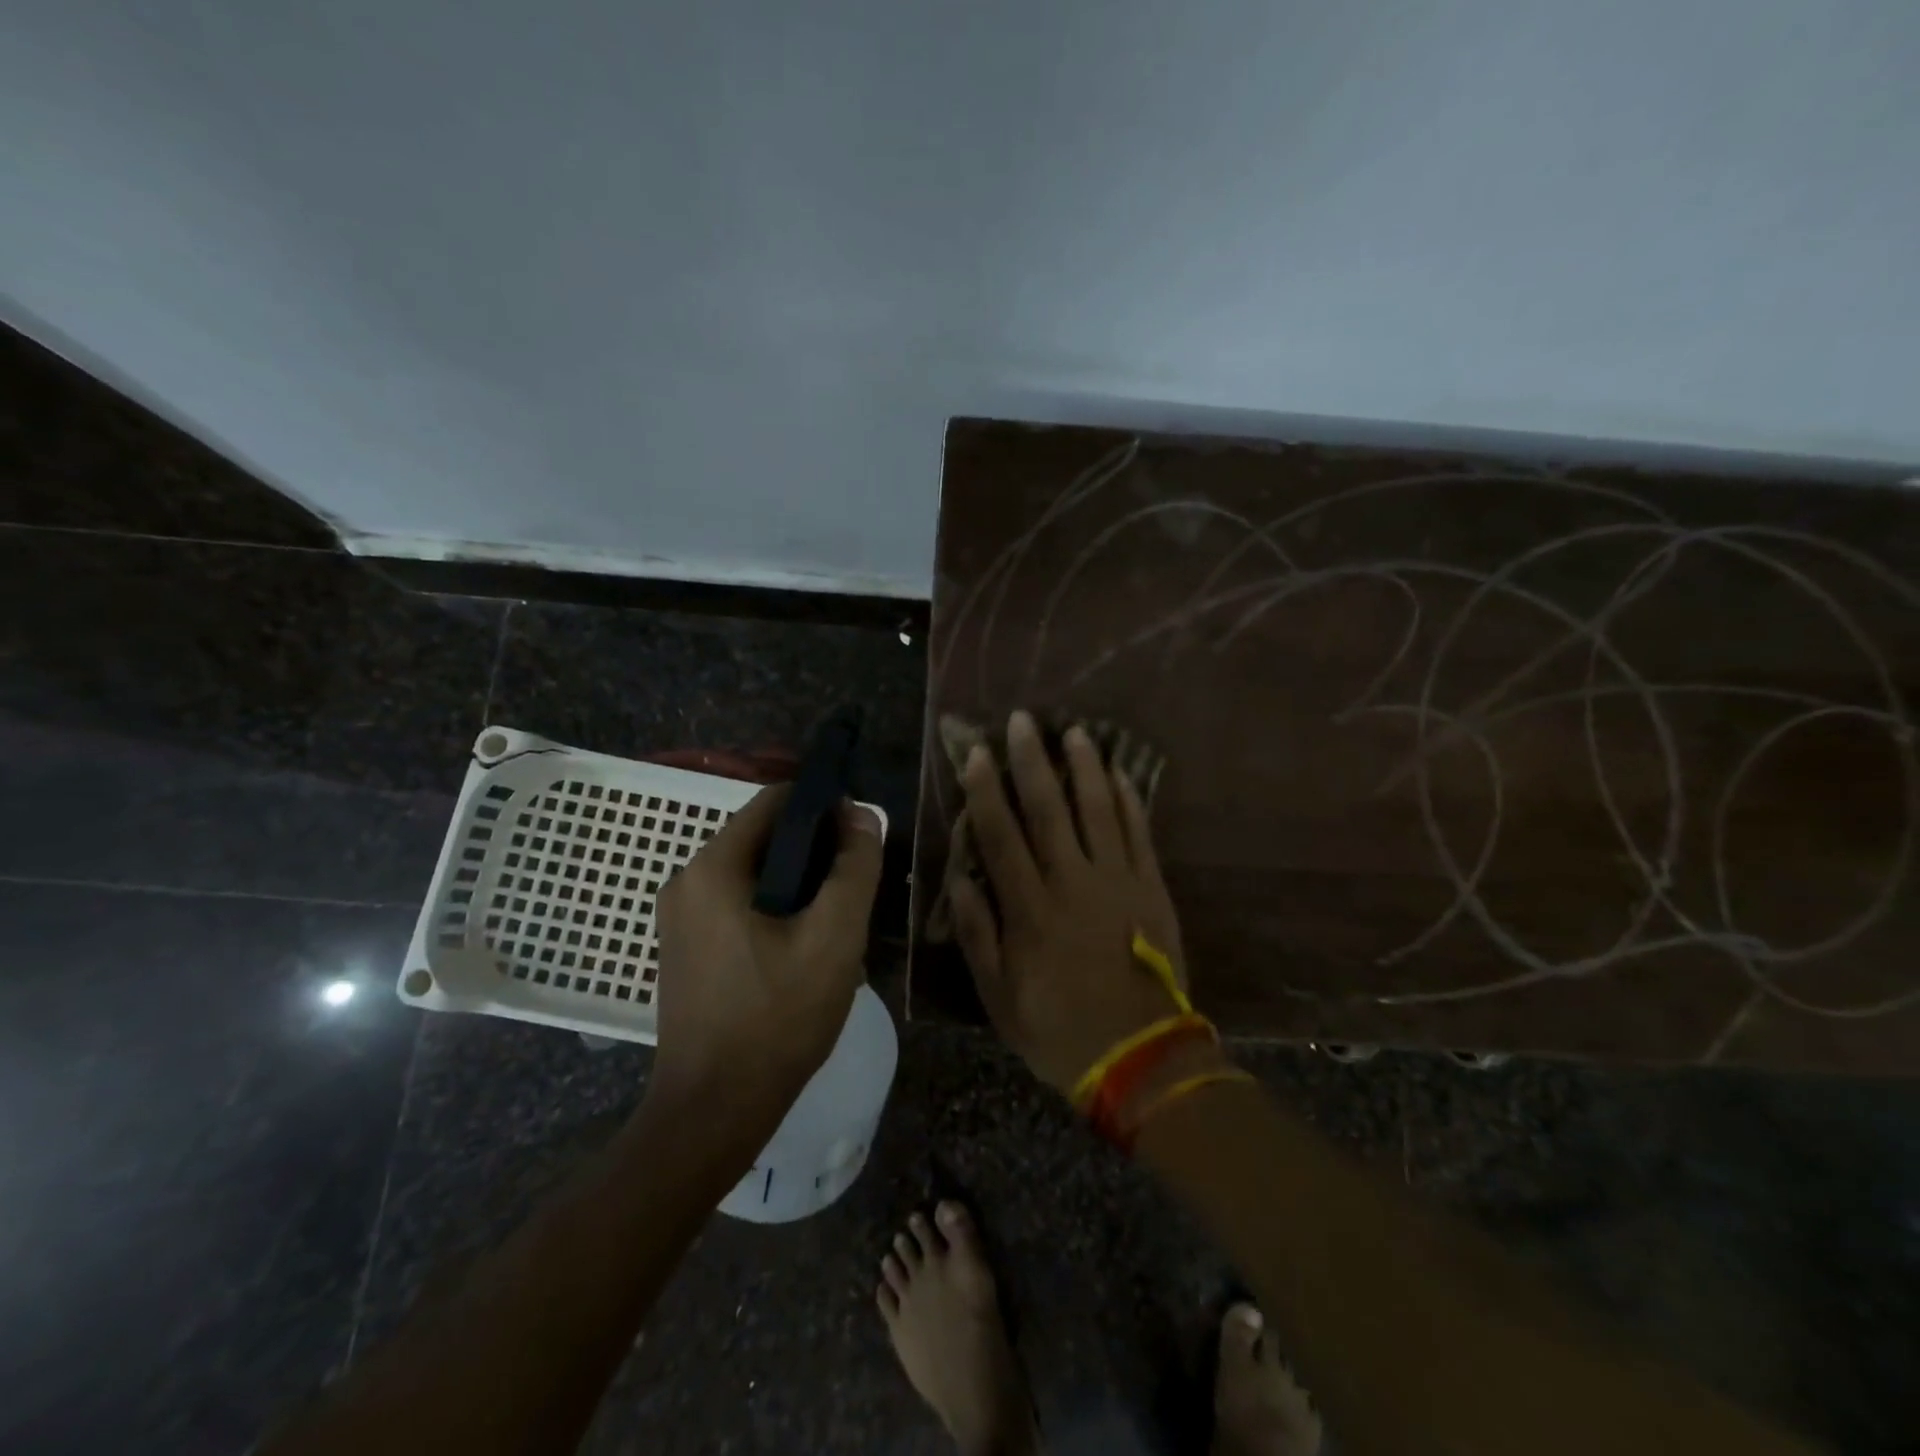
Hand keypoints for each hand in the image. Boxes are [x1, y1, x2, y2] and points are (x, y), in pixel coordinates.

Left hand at [651, 785, 883, 1126]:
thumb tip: (862, 816)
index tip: (860, 838)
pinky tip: (804, 951)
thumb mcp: (834, 937)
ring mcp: (681, 918)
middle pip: (764, 838)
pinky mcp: (686, 948)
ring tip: (835, 926)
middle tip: (854, 891)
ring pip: (755, 875)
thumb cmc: (777, 1018)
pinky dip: (776, 911)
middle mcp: (687, 881)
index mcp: (713, 867)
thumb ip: (854, 868)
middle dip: (815, 853)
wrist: (713, 1111)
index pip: (775, 800)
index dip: (824, 807)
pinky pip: (739, 906)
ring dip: (800, 886)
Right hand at [947, 710, 1188, 1093]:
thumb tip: (961, 880)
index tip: (978, 753)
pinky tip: (1121, 773)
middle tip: (1023, 720)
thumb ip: (979, 935)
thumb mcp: (999, 996)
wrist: (1141, 1056)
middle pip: (1048, 810)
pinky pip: (1139, 835)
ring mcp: (1117, 882)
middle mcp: (1071, 883)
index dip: (987, 791)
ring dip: (1084, 768)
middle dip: (1032, 761)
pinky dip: (1130, 801)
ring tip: (1075, 731)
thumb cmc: (1059, 1028)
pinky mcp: (1151, 888)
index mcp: (1030, 909)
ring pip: (1098, 811)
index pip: (1001, 836)